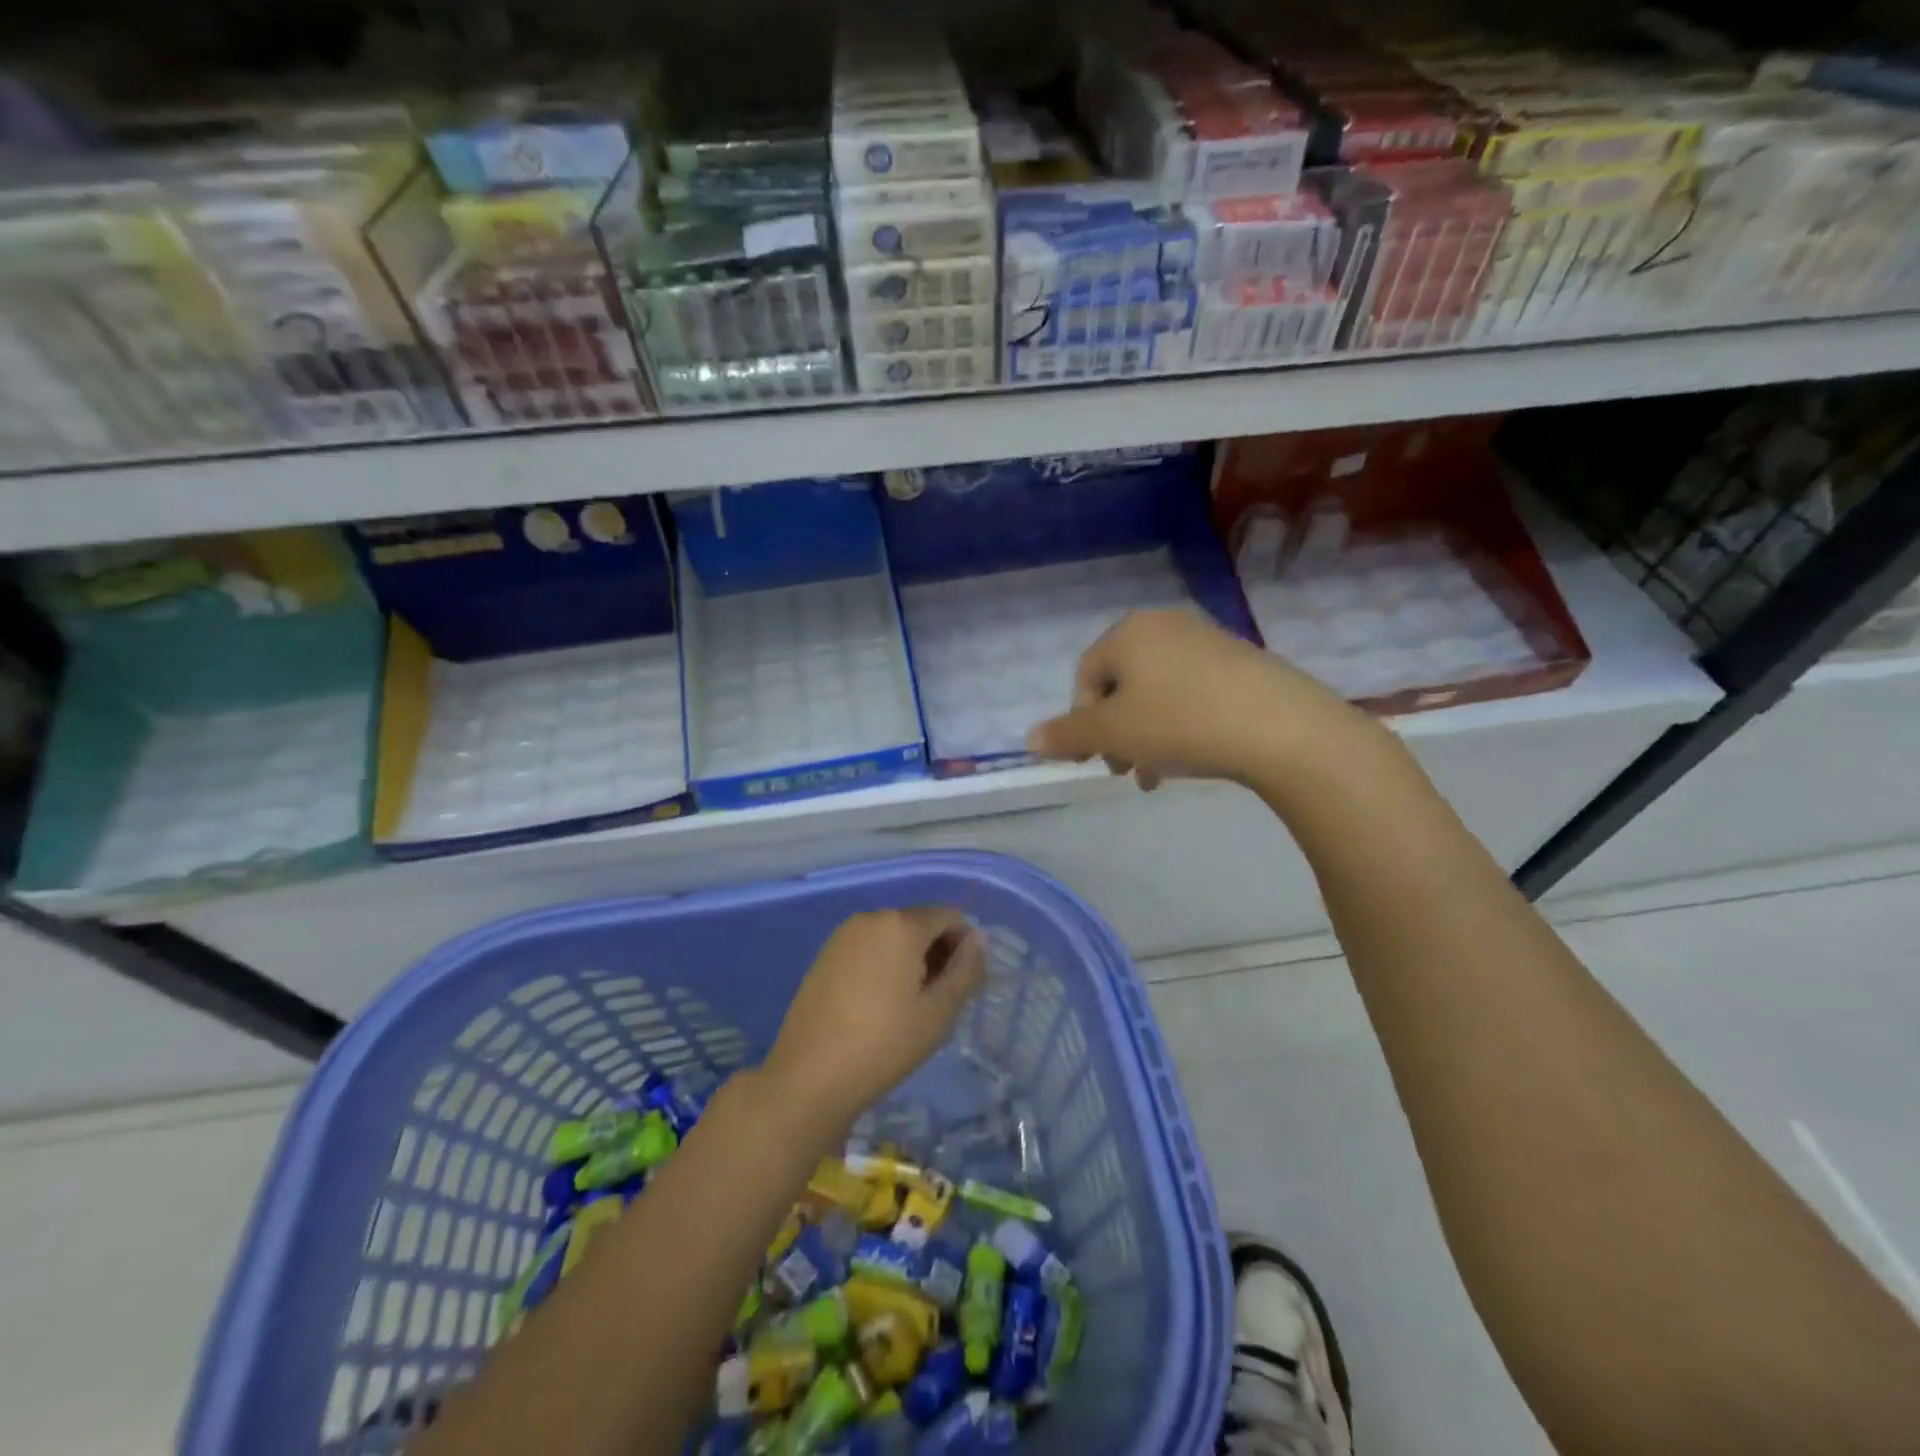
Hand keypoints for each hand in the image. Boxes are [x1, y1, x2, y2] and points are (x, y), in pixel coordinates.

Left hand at [763, 908, 985, 1136]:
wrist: (809, 1076)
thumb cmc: (884, 1044)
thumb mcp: (939, 1012)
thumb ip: (966, 968)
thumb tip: (978, 936)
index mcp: (901, 924)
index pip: (949, 916)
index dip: (964, 946)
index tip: (963, 986)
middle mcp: (871, 918)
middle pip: (919, 923)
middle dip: (937, 952)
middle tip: (938, 1001)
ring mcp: (843, 935)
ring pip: (892, 936)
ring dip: (910, 960)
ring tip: (909, 1007)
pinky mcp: (824, 955)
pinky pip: (868, 948)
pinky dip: (883, 965)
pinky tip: (878, 1005)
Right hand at [1026, 608, 1362, 788]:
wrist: (1281, 727)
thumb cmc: (1180, 723)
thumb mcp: (1113, 733)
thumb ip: (1068, 735)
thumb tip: (1031, 740)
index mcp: (1128, 632)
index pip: (1086, 678)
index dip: (1081, 723)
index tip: (1092, 761)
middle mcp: (1165, 626)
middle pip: (1122, 686)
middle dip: (1117, 734)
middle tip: (1126, 771)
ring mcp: (1207, 640)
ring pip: (1157, 693)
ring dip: (1147, 736)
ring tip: (1159, 775)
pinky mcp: (1241, 661)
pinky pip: (1193, 693)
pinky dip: (1182, 724)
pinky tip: (1194, 756)